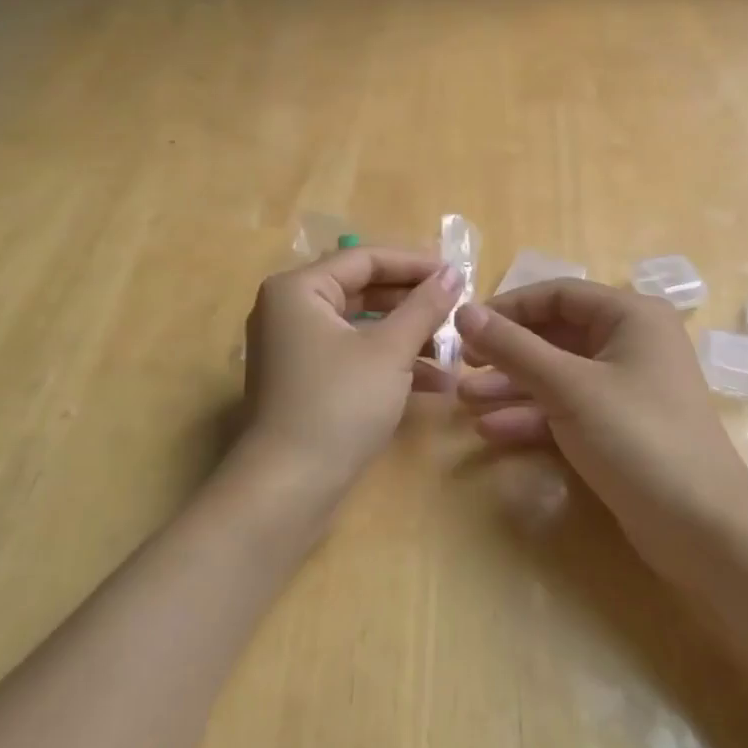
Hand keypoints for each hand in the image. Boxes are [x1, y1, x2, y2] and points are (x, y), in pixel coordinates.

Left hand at [235, 247, 462, 518]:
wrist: (288, 488)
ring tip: (454, 349)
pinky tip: (435, 383)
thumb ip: (423, 306)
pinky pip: (352, 356)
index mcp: (299, 288)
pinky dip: (389, 363)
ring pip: (361, 327)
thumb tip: (452, 272)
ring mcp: (295, 348)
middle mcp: (290, 310)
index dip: (415, 263)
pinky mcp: (305, 381)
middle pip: (362, 290)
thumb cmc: (339, 404)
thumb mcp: (389, 351)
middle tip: (457, 309)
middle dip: (413, 303)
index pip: (365, 259)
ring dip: (407, 336)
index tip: (458, 273)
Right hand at [454, 281, 747, 558]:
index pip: (557, 294)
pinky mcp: (620, 428)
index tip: (464, 328)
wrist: (702, 528)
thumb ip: (513, 347)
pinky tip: (492, 430)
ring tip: (465, 402)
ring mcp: (626, 388)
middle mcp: (631, 343)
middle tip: (461, 366)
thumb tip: (463, 311)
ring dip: (512, 387)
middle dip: (506, 353)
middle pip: (555, 335)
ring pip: (558, 375)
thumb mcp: (568, 387)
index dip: (508, 308)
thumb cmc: (637, 437)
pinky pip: (568, 408)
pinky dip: (533, 416)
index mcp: (630, 316)